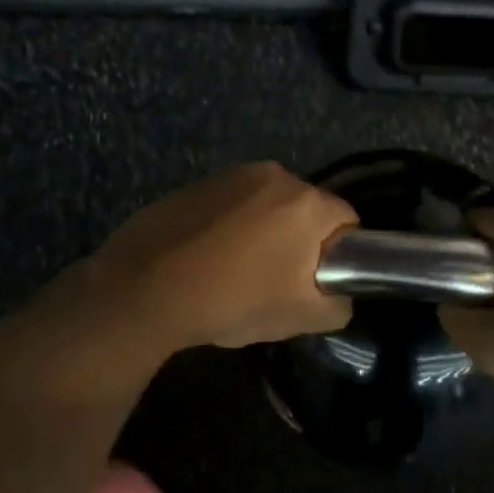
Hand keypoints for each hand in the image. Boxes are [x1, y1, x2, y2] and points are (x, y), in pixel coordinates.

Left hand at [79, 163, 356, 352]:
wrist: (146, 288)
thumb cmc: (234, 299)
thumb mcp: (302, 318)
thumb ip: (338, 304)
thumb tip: (336, 293)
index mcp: (306, 201)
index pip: (347, 221)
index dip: (338, 255)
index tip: (314, 283)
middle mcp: (274, 174)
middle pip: (306, 209)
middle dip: (299, 241)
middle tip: (277, 282)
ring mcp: (232, 175)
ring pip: (267, 205)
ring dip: (264, 231)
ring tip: (237, 272)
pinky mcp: (198, 183)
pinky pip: (232, 204)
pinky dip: (230, 226)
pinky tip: (208, 258)